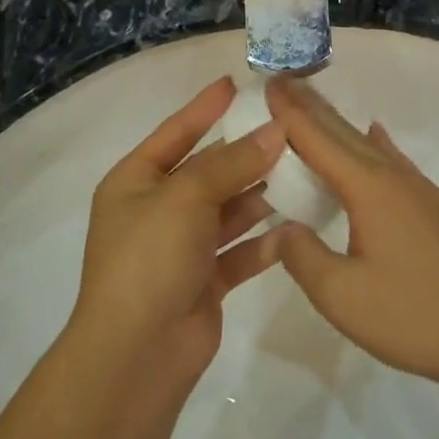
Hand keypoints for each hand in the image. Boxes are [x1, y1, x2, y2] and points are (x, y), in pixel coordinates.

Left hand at [72, 77, 281, 381]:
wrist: (137, 354)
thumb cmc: (150, 259)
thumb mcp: (186, 197)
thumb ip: (232, 163)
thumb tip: (275, 131)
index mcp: (135, 183)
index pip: (175, 134)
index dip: (204, 109)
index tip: (234, 84)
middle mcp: (157, 211)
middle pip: (207, 172)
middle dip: (245, 154)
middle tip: (289, 130)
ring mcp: (181, 248)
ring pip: (228, 211)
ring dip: (260, 195)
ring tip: (303, 171)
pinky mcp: (205, 281)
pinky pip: (239, 252)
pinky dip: (264, 241)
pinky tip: (297, 227)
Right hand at [264, 78, 438, 387]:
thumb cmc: (411, 315)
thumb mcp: (341, 295)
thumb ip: (302, 255)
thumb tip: (282, 228)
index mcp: (368, 188)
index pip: (318, 139)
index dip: (289, 113)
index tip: (269, 82)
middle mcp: (393, 177)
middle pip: (344, 132)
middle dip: (310, 107)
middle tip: (282, 82)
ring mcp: (418, 190)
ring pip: (368, 144)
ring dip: (337, 124)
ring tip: (313, 106)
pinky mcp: (432, 207)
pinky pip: (393, 160)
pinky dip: (374, 142)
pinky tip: (375, 134)